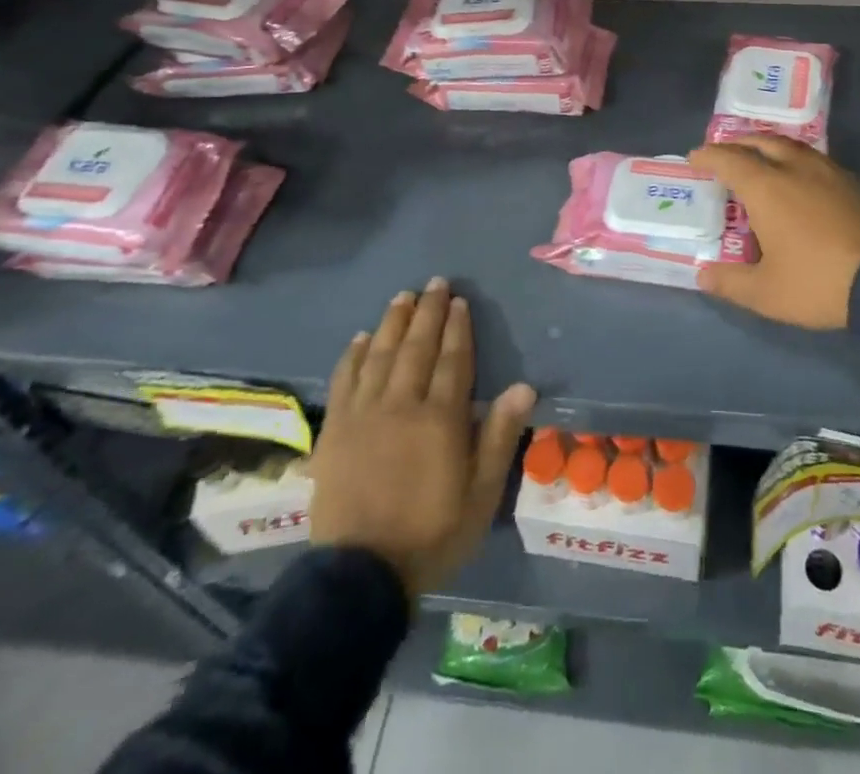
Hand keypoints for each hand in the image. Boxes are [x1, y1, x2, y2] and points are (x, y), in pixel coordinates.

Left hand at [307, 278, 536, 599]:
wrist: (360, 576)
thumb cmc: (431, 534)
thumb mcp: (481, 493)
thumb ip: (499, 435)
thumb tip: (524, 386)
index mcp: (440, 418)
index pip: (453, 359)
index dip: (457, 328)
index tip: (459, 302)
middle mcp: (402, 404)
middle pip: (417, 347)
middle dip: (428, 312)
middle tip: (434, 283)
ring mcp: (364, 415)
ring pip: (380, 355)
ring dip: (393, 323)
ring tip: (402, 297)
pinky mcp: (335, 430)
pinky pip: (345, 381)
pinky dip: (353, 355)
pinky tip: (360, 338)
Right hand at [687, 136, 859, 328]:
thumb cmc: (819, 281)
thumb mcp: (766, 293)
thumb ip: (730, 282)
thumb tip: (703, 275)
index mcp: (766, 187)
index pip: (729, 160)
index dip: (709, 156)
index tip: (695, 157)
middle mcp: (794, 168)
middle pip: (761, 142)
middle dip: (738, 143)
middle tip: (725, 152)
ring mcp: (827, 171)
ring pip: (791, 146)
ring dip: (769, 147)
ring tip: (760, 160)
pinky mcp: (853, 181)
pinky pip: (813, 159)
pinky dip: (794, 160)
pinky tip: (798, 179)